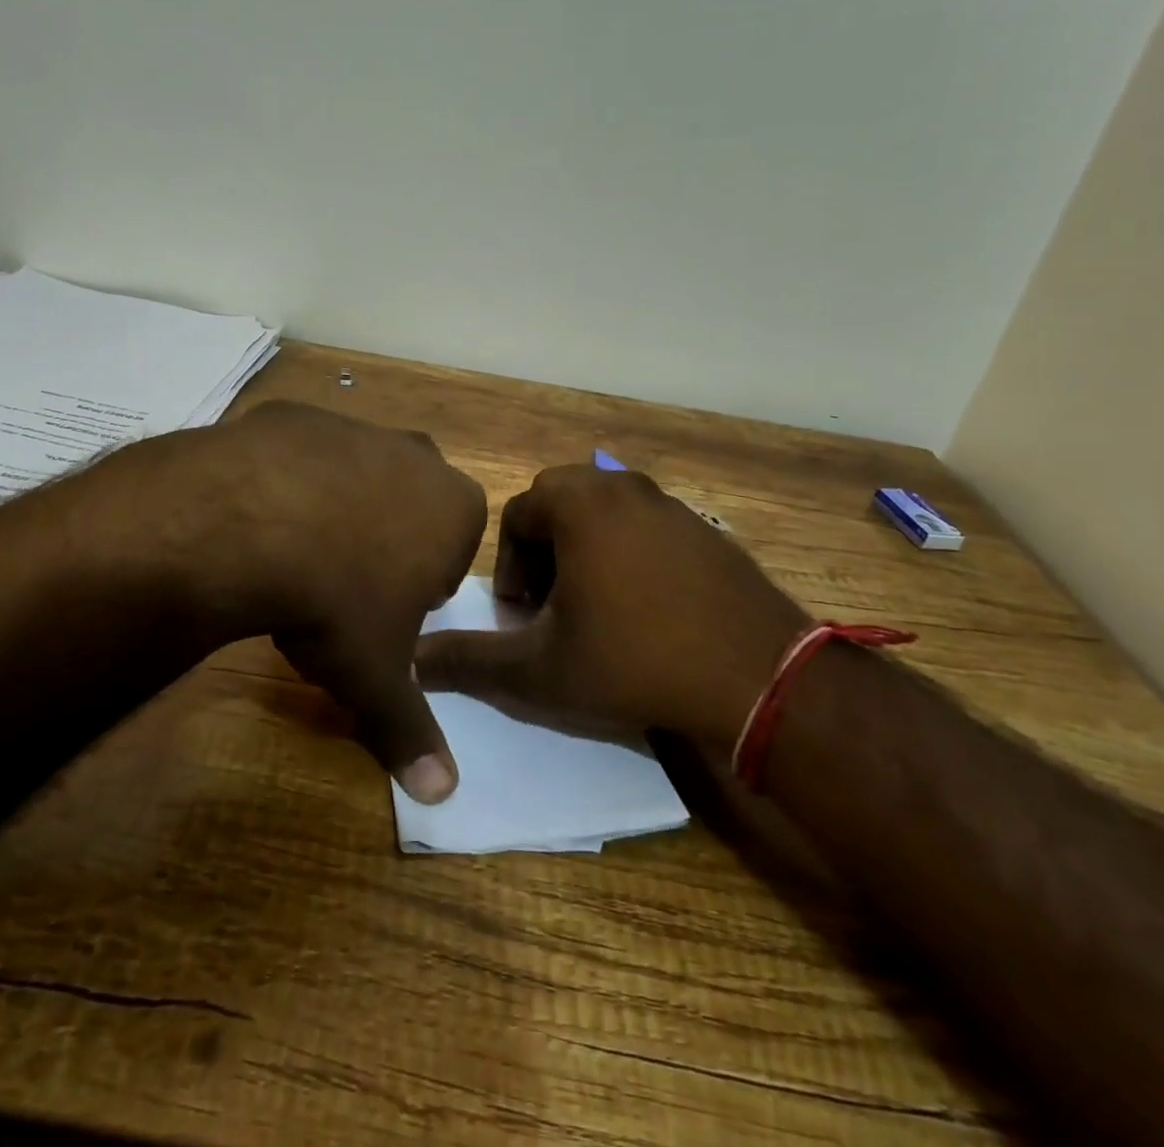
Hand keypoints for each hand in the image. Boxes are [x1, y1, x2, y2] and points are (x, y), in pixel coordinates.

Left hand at [59, 401, 486, 801]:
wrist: (247, 523)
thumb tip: (443, 796)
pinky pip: (301, 455)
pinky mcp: (296, 414)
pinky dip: (286, 482)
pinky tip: (255, 516)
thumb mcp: (375, 675)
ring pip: (358, 476)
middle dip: (386, 544)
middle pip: (410, 508)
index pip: (451, 552)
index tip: (383, 612)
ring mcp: (355, 427)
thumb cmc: (336, 600)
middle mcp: (416, 455)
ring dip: (336, 511)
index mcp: (455, 507)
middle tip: (340, 585)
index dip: (419, 587)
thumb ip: (412, 732)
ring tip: (291, 553)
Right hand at [413, 465, 806, 753]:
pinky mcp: (705, 527)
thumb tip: (408, 662)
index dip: (509, 567)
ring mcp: (670, 503)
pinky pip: (646, 526)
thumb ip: (467, 661)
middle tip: (552, 607)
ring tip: (596, 608)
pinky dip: (629, 554)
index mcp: (577, 503)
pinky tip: (647, 609)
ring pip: (604, 513)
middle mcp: (622, 487)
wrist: (755, 676)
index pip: (516, 515)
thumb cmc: (632, 661)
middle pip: (559, 505)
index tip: (522, 616)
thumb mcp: (538, 669)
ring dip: (585, 550)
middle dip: (544, 551)